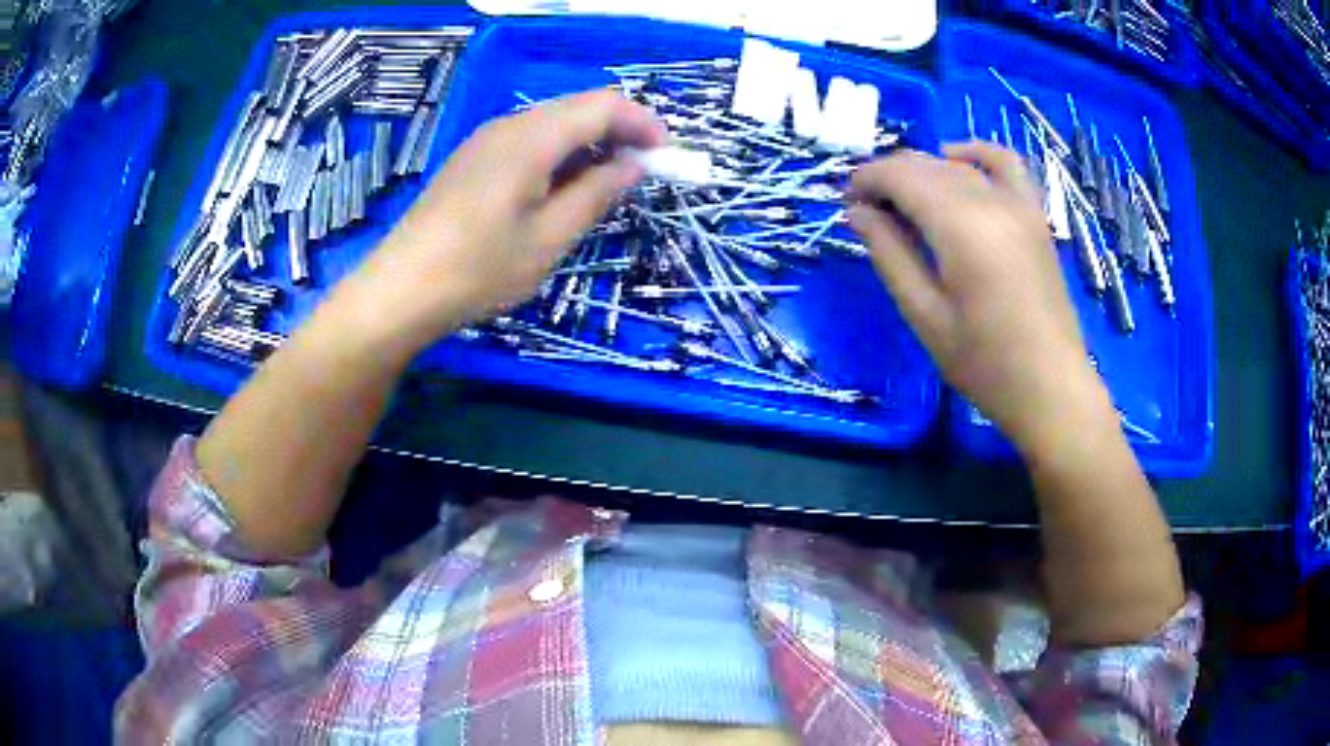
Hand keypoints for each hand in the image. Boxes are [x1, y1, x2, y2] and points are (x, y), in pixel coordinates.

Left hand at [348, 89, 666, 350]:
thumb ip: (595, 195)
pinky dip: (559, 154)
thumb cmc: (478, 270)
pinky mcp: (472, 159)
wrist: (400, 290)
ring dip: (589, 144)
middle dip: (619, 132)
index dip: (642, 124)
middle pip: (578, 108)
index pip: (603, 106)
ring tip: (606, 186)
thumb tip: (632, 166)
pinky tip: (561, 189)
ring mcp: (486, 140)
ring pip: (553, 123)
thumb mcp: (548, 239)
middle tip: (642, 173)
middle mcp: (509, 125)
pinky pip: (528, 140)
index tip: (666, 157)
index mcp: (531, 138)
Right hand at [847, 142, 1104, 450]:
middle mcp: (991, 202)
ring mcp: (1019, 205)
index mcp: (961, 227)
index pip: (902, 177)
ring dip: (923, 169)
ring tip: (903, 197)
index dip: (867, 179)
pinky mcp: (1035, 215)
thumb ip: (890, 255)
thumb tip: (857, 212)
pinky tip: (955, 159)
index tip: (846, 200)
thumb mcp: (925, 316)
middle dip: (889, 176)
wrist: (1051, 388)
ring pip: (959, 164)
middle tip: (867, 208)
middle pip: (927, 165)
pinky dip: (975, 152)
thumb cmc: (985, 365)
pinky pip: (1005, 164)